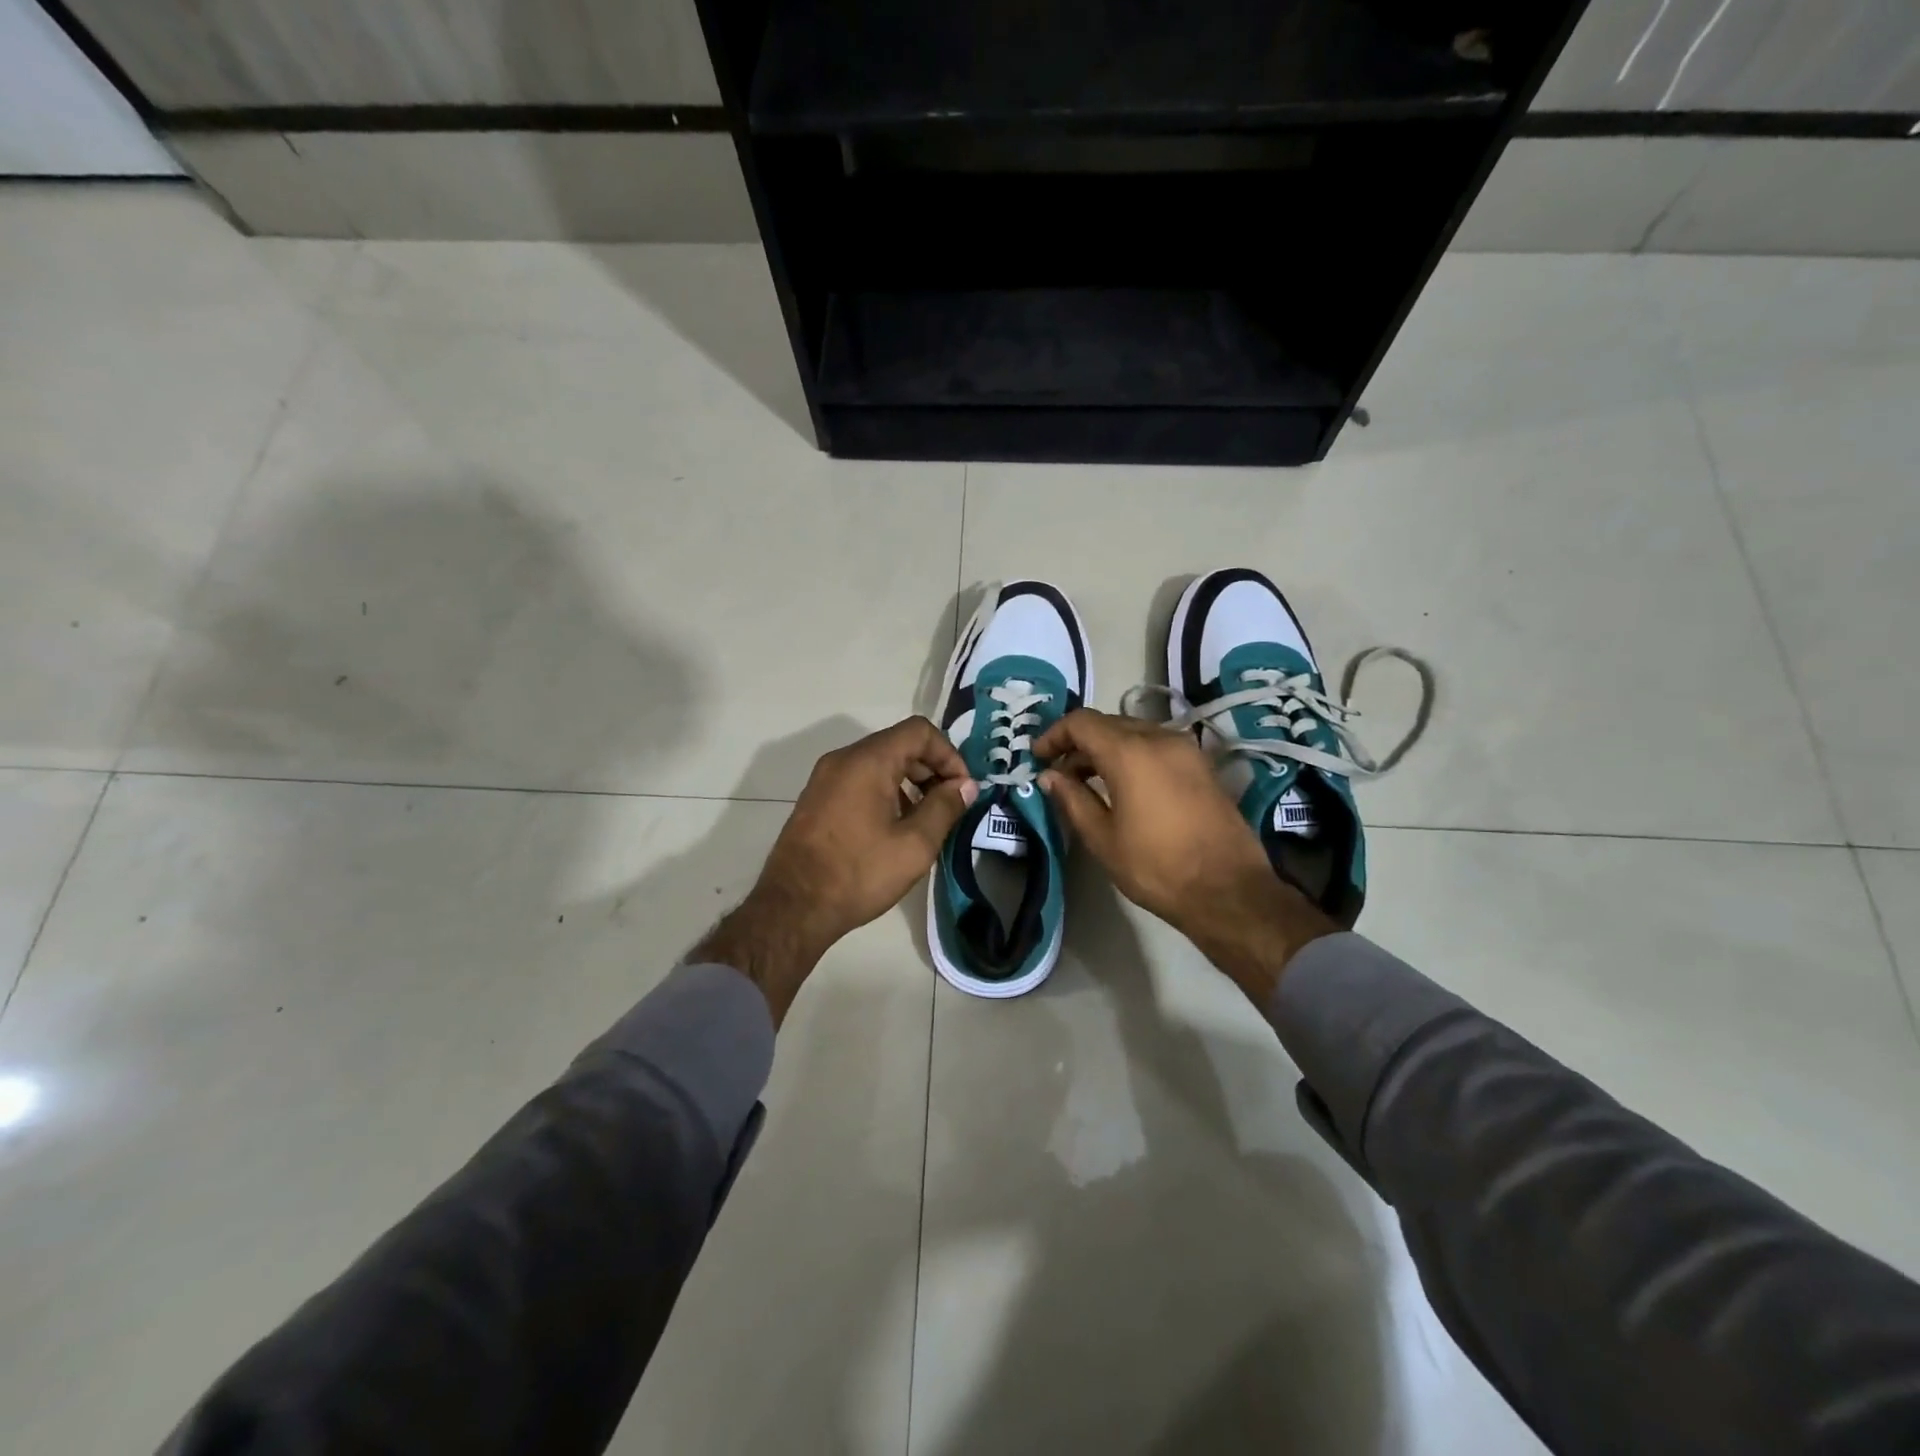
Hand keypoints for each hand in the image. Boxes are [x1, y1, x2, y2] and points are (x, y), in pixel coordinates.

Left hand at [697, 717, 976, 1023]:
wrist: (793, 907)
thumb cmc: (859, 873)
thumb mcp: (914, 845)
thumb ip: (944, 807)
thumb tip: (964, 785)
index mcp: (868, 761)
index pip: (919, 731)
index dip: (949, 754)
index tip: (961, 788)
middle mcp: (843, 759)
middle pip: (898, 744)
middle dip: (931, 768)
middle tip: (949, 804)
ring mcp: (825, 778)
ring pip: (878, 762)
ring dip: (909, 781)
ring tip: (925, 819)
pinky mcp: (816, 798)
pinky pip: (859, 779)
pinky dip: (885, 790)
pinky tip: (894, 827)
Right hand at [1033, 709, 1334, 1002]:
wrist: (1228, 891)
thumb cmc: (1157, 868)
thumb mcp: (1103, 838)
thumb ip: (1072, 800)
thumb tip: (1050, 777)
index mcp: (1130, 752)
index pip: (1082, 722)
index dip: (1054, 735)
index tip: (1038, 758)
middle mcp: (1160, 738)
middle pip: (1108, 723)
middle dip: (1078, 743)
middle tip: (1059, 773)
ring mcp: (1186, 749)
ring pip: (1134, 732)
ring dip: (1106, 749)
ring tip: (1087, 782)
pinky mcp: (1202, 765)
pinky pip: (1156, 746)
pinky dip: (1132, 755)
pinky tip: (1123, 786)